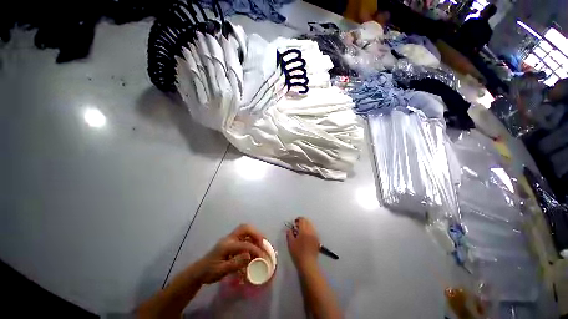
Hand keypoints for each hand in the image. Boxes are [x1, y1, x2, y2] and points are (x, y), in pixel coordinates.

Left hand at [194, 224, 264, 283]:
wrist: (199, 271)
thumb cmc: (209, 272)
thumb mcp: (221, 271)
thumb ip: (235, 264)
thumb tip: (249, 255)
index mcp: (227, 245)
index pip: (245, 244)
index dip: (255, 249)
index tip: (263, 256)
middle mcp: (229, 238)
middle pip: (245, 228)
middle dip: (256, 234)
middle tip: (263, 243)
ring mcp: (230, 238)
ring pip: (245, 229)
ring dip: (255, 234)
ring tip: (261, 243)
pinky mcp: (231, 240)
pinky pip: (244, 234)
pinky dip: (251, 237)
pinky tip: (254, 245)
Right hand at [287, 217, 319, 269]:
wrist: (308, 263)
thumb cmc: (297, 253)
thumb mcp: (290, 243)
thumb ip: (289, 233)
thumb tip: (290, 229)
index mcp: (304, 230)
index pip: (302, 220)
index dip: (298, 219)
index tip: (294, 223)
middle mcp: (311, 230)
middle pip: (307, 221)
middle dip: (302, 222)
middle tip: (297, 227)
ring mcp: (315, 235)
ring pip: (311, 225)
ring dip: (306, 225)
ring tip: (301, 231)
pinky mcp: (317, 239)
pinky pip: (313, 231)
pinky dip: (309, 230)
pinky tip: (306, 236)